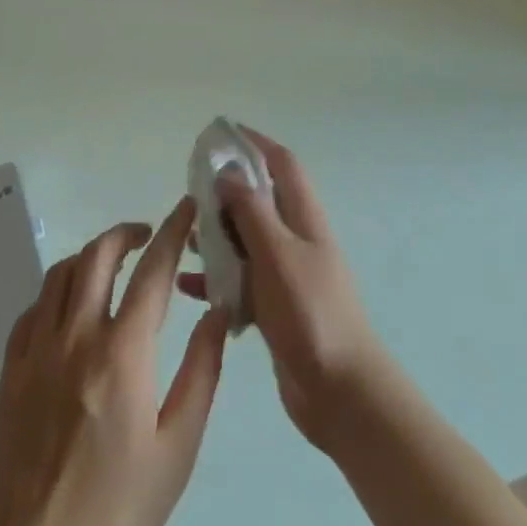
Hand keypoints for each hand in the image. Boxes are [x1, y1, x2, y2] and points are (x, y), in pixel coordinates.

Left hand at [0, 198, 228, 525]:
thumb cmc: (119, 509)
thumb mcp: (178, 446)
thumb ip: (202, 370)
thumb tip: (218, 311)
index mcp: (122, 353)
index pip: (153, 271)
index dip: (173, 232)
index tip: (186, 208)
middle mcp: (76, 337)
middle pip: (98, 255)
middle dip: (127, 232)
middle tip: (148, 236)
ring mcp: (36, 352)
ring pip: (61, 274)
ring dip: (90, 257)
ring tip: (111, 267)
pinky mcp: (10, 372)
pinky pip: (32, 310)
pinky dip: (56, 294)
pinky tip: (69, 312)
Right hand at [180, 130, 390, 452]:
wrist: (340, 392)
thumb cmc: (311, 313)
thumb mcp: (277, 254)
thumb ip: (252, 212)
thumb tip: (230, 173)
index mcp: (304, 218)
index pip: (282, 164)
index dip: (256, 143)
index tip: (223, 133)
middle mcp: (297, 239)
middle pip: (261, 200)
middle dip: (228, 191)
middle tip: (192, 191)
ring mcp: (288, 274)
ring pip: (248, 240)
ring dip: (219, 235)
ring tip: (185, 236)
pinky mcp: (276, 307)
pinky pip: (242, 280)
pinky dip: (218, 278)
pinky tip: (189, 287)